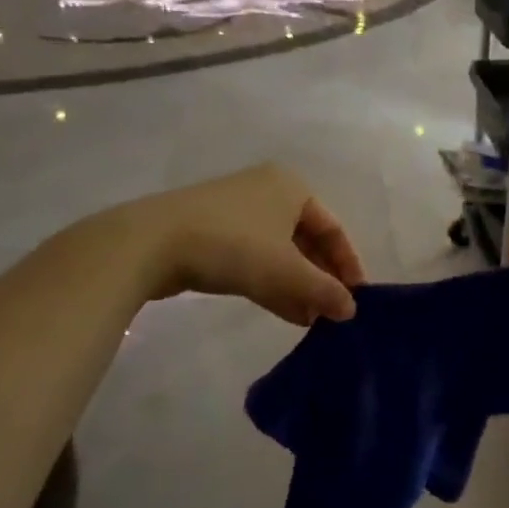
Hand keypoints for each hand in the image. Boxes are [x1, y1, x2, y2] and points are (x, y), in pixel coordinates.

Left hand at [125, 164, 366, 325]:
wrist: (152, 242)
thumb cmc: (234, 246)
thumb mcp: (287, 272)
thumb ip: (324, 291)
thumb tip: (350, 310)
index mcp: (292, 187)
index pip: (333, 228)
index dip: (348, 265)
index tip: (356, 298)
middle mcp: (268, 191)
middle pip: (306, 240)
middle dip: (320, 278)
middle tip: (332, 312)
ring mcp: (237, 212)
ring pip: (279, 252)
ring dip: (298, 285)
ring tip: (312, 320)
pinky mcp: (212, 232)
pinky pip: (254, 258)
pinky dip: (272, 282)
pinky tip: (286, 312)